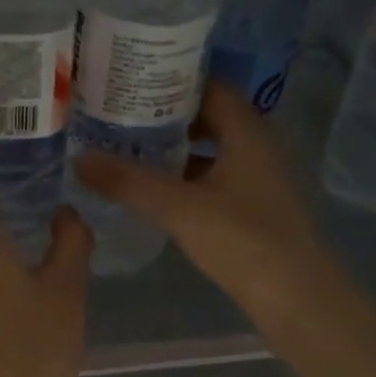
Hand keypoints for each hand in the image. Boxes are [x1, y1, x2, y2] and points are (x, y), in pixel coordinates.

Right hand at [72, 82, 342, 347]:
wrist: (295, 297)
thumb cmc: (243, 240)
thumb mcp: (179, 207)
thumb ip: (129, 182)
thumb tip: (80, 159)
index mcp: (246, 132)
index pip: (209, 86)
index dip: (172, 78)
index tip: (130, 78)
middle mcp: (254, 147)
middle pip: (206, 116)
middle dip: (164, 114)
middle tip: (118, 113)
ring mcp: (254, 179)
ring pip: (208, 150)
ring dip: (172, 147)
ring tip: (125, 147)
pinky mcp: (250, 208)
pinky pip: (210, 178)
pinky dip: (182, 177)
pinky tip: (152, 189)